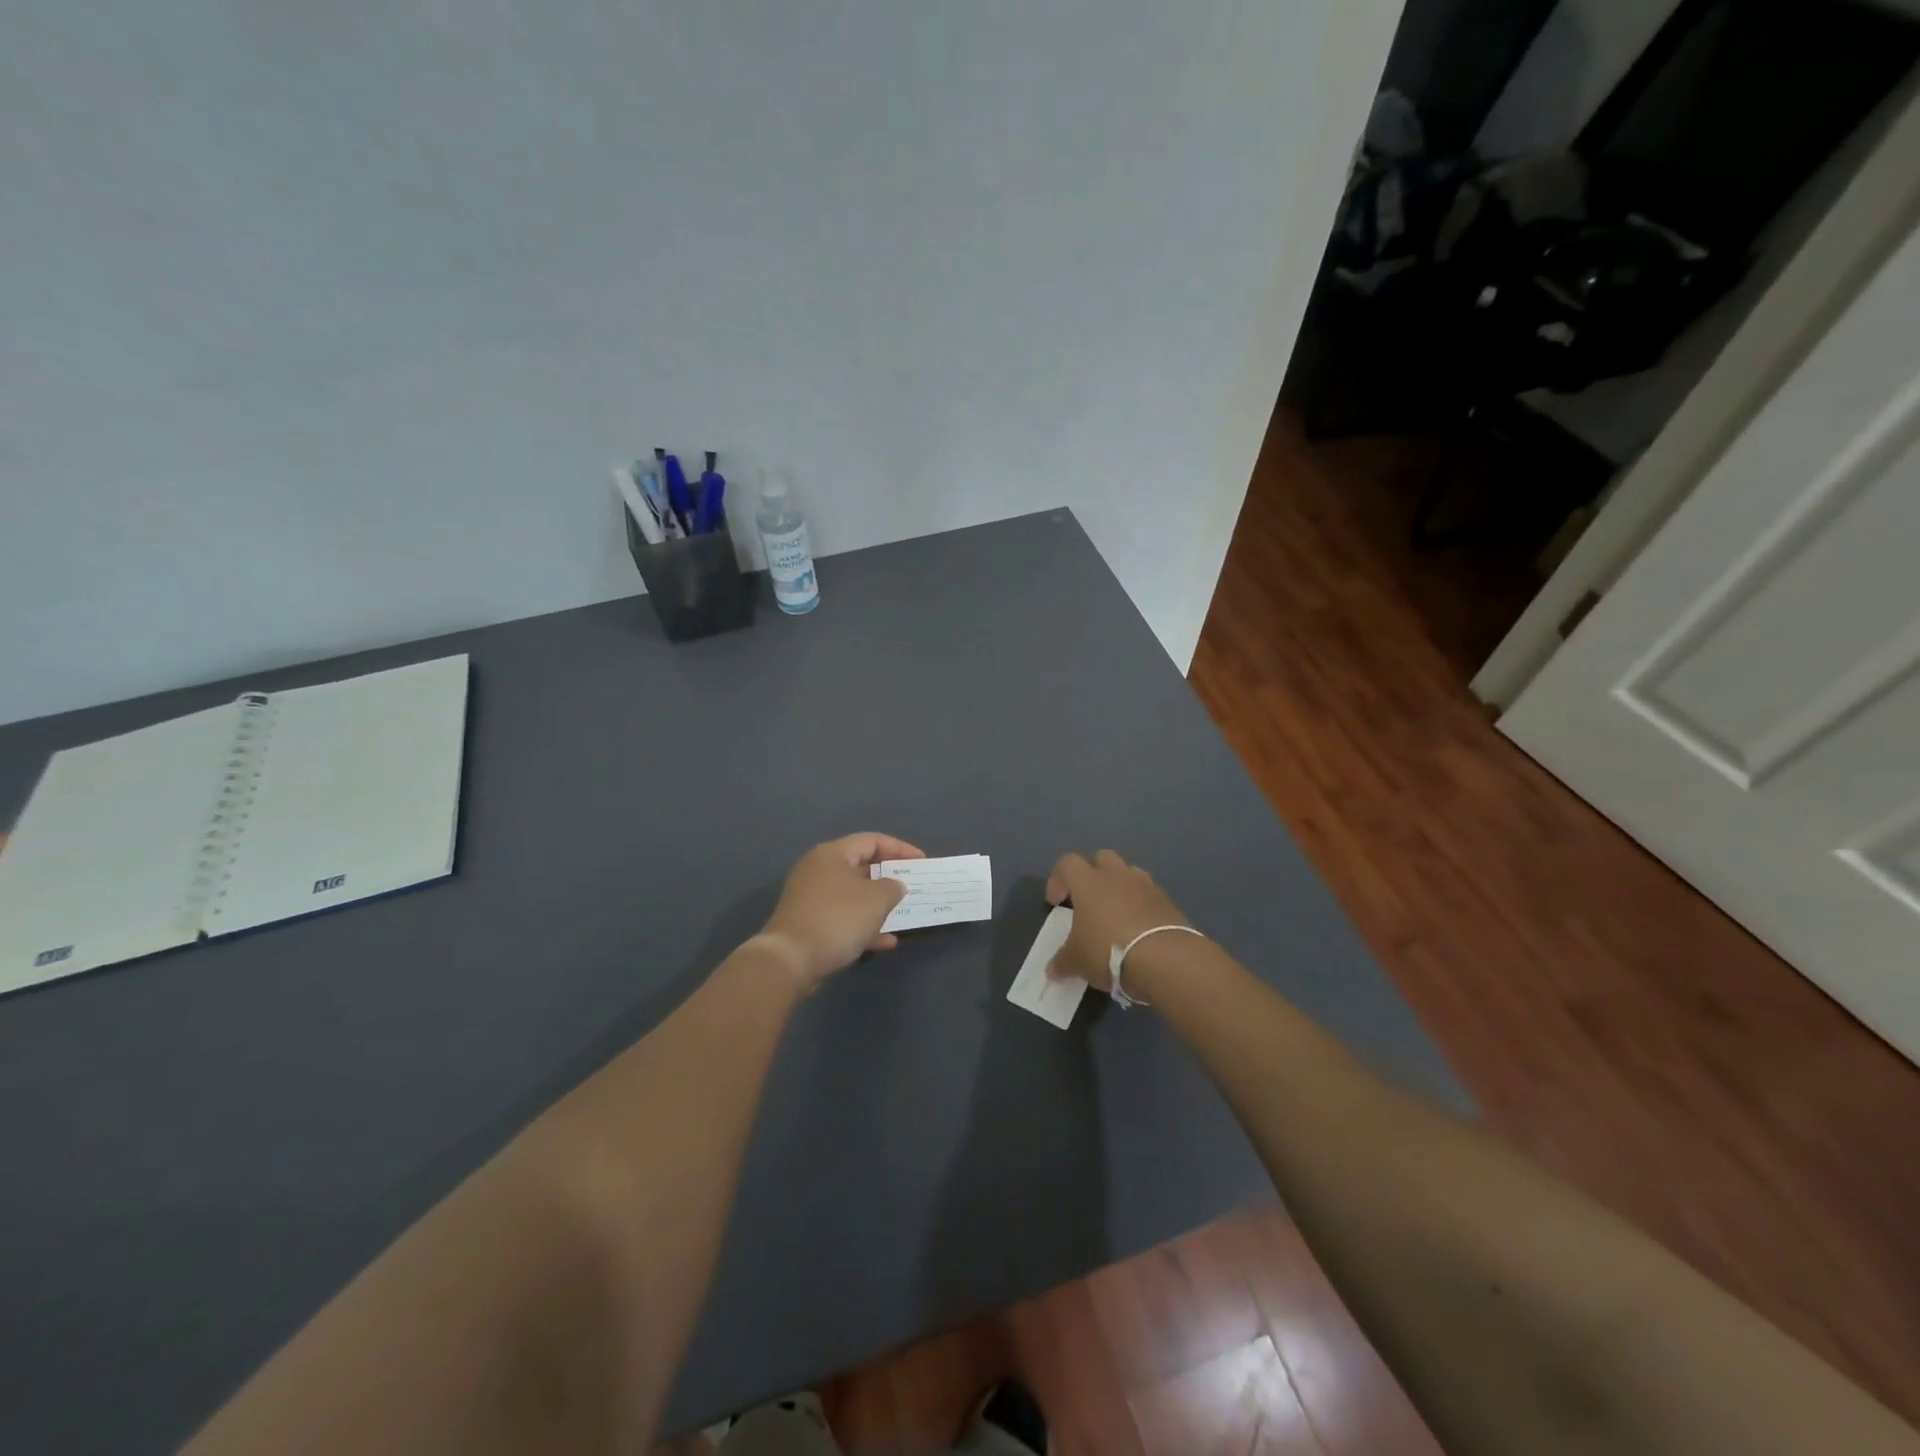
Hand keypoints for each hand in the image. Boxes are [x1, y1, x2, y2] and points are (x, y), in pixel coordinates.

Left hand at [757, 833, 925, 990]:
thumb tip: (894, 885)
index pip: (872, 840)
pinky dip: (864, 925)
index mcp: (833, 854)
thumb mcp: (876, 899)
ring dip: (878, 905)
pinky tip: (886, 942)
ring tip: (903, 914)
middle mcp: (820, 870)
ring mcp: (812, 898)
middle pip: (862, 866)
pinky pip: (843, 918)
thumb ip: (892, 887)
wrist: (790, 960)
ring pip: (854, 895)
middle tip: (913, 886)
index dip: (900, 848)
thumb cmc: (837, 919)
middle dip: (889, 877)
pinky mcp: (809, 923)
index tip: (922, 862)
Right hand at [1045, 849, 1192, 994]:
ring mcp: (1146, 886)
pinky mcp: (1168, 902)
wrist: (1164, 959)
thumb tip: (1052, 971)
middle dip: (1093, 874)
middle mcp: (1117, 875)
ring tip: (1116, 914)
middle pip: (1102, 858)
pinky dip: (1142, 906)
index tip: (1056, 903)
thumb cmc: (1108, 950)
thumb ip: (1062, 962)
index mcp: (1088, 881)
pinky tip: (1139, 930)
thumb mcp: (1076, 961)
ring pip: (1129, 873)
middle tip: (1088, 901)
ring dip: (1120, 887)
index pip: (1067, 863)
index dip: (1058, 879)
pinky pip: (1150, 895)